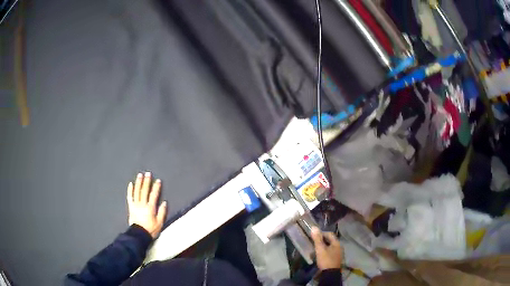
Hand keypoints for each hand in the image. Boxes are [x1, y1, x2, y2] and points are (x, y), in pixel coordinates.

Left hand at [126, 172, 166, 238]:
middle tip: (148, 173)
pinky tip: (130, 184)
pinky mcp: (131, 207)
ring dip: (139, 183)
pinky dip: (130, 190)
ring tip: (140, 175)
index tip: (158, 180)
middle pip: (145, 191)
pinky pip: (130, 197)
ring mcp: (136, 205)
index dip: (156, 187)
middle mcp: (143, 204)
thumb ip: (162, 212)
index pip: (154, 195)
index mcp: (150, 208)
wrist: (139, 235)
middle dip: (147, 182)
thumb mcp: (160, 223)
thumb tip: (164, 203)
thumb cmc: (150, 229)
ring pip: (137, 191)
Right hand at [311, 227, 342, 269]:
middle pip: (330, 240)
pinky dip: (325, 252)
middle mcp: (339, 247)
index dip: (321, 233)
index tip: (314, 236)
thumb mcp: (320, 249)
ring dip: (323, 247)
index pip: (330, 234)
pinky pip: (330, 252)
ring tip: (315, 249)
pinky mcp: (336, 259)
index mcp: (337, 243)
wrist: (330, 273)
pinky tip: (319, 256)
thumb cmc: (326, 260)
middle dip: (322, 241)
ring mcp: (338, 254)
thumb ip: (317, 239)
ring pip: (330, 247)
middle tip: (313, 243)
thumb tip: (314, 227)